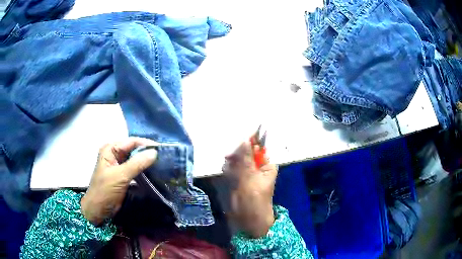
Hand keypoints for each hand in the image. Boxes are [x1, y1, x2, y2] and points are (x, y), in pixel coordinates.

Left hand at [81, 137, 157, 224]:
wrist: (99, 210)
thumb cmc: (105, 190)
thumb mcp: (120, 176)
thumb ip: (136, 163)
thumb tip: (155, 152)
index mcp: (110, 149)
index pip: (131, 142)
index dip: (146, 144)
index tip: (162, 149)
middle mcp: (115, 154)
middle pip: (134, 149)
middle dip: (147, 152)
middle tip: (165, 156)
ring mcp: (119, 165)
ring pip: (136, 159)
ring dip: (147, 161)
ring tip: (162, 163)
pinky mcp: (123, 175)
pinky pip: (136, 168)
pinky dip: (144, 169)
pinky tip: (154, 171)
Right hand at [222, 141, 277, 237]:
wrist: (247, 219)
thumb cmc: (254, 199)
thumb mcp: (251, 178)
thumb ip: (246, 159)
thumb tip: (245, 141)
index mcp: (267, 166)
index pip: (259, 149)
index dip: (249, 144)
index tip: (238, 143)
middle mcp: (257, 167)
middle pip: (246, 153)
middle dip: (238, 154)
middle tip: (229, 158)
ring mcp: (247, 173)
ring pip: (237, 160)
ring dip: (232, 162)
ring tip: (229, 168)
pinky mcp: (238, 179)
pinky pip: (232, 168)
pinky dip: (228, 169)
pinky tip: (226, 172)